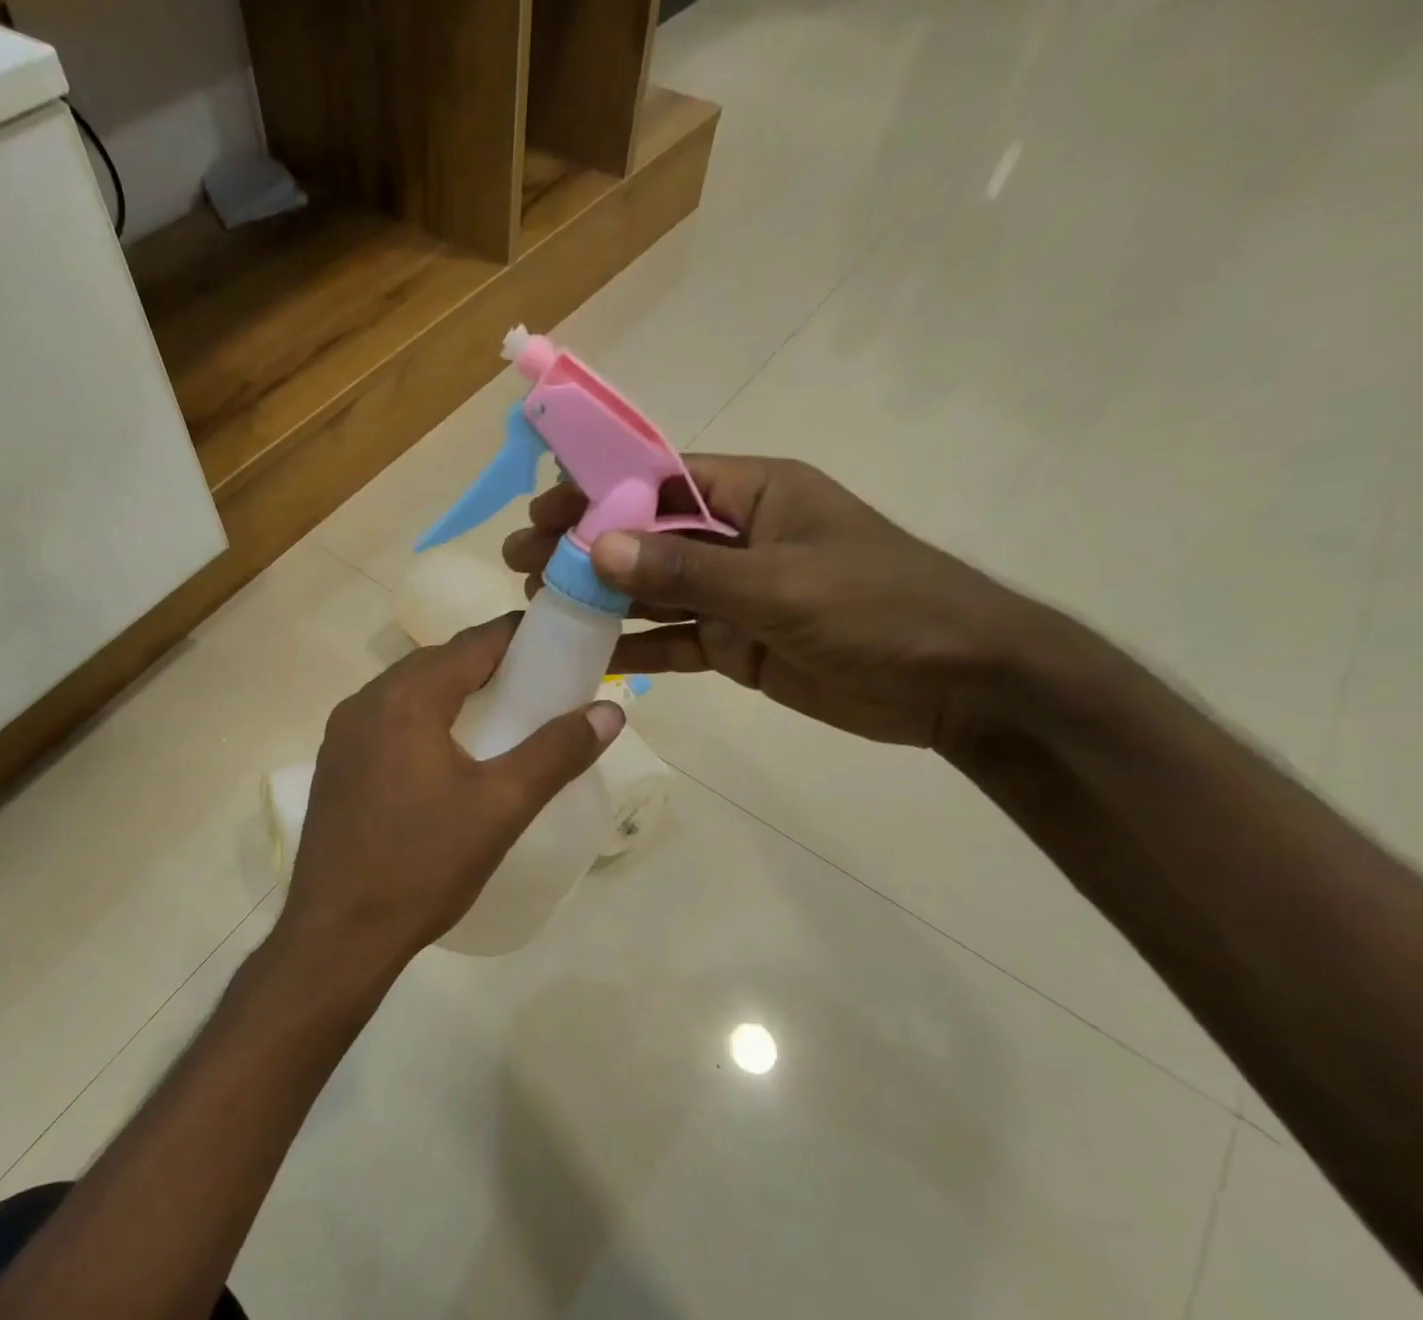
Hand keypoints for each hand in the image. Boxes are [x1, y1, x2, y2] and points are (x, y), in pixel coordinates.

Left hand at [281, 616, 623, 973]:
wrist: (339, 934)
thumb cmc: (424, 865)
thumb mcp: (501, 807)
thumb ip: (557, 752)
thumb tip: (610, 711)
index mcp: (406, 699)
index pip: (473, 643)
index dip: (519, 636)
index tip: (558, 643)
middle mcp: (365, 702)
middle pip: (438, 662)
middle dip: (488, 664)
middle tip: (536, 685)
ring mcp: (341, 735)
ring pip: (407, 691)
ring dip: (452, 692)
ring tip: (498, 716)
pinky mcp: (333, 765)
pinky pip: (386, 721)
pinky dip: (422, 719)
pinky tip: (444, 754)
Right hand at [502, 455, 1058, 749]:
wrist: (955, 685)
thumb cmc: (880, 609)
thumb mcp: (780, 584)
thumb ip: (688, 569)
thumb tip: (597, 547)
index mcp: (755, 495)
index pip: (661, 479)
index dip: (598, 492)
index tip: (542, 510)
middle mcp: (736, 538)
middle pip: (645, 535)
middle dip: (583, 547)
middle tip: (520, 561)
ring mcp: (732, 594)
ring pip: (651, 590)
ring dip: (598, 597)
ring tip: (535, 606)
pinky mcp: (734, 644)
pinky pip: (671, 640)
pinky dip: (632, 646)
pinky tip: (586, 654)